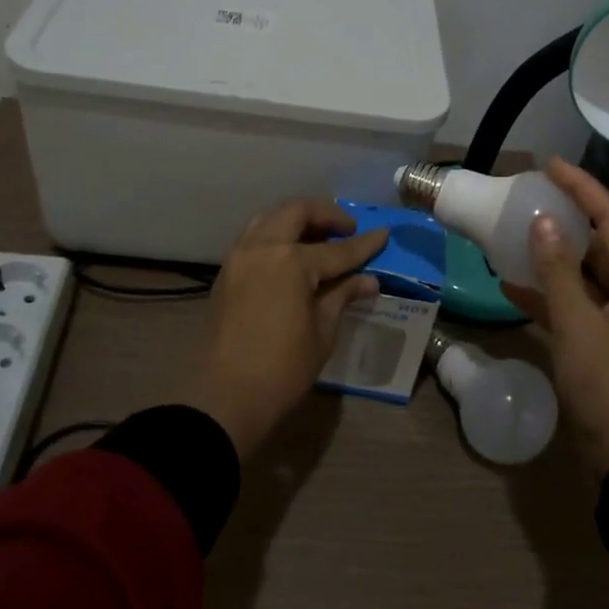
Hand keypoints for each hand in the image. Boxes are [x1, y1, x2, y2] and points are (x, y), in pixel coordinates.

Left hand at [177, 199, 387, 457]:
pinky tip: (291, 252)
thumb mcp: (322, 333)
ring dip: (296, 218)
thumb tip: (368, 280)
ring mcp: (240, 256)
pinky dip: (275, 233)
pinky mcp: (226, 270)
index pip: (337, 249)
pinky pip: (254, 236)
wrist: (223, 396)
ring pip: (270, 217)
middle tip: (347, 228)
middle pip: (297, 212)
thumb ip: (342, 296)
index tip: (384, 233)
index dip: (364, 244)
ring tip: (318, 235)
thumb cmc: (281, 369)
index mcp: (291, 261)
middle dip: (326, 214)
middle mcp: (263, 247)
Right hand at [501, 159, 608, 477]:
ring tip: (518, 235)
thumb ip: (558, 270)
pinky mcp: (608, 348)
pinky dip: (550, 295)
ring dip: (555, 256)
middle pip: (603, 243)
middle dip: (569, 217)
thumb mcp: (578, 323)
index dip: (582, 187)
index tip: (549, 165)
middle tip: (532, 197)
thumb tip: (543, 222)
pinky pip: (578, 307)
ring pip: (587, 275)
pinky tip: (513, 288)